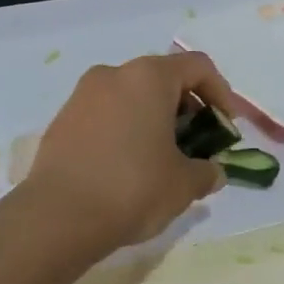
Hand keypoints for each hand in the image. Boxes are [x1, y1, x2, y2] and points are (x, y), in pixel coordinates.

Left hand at [26, 52, 236, 251]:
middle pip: (162, 79)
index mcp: (148, 77)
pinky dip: (125, 130)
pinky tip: (129, 166)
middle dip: (187, 109)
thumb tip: (213, 173)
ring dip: (154, 119)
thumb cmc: (132, 188)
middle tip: (197, 144)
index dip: (221, 94)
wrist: (57, 217)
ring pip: (131, 96)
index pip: (197, 67)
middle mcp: (113, 75)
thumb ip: (206, 172)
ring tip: (163, 158)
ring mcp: (82, 96)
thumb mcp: (184, 184)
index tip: (226, 128)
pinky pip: (106, 115)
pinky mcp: (62, 121)